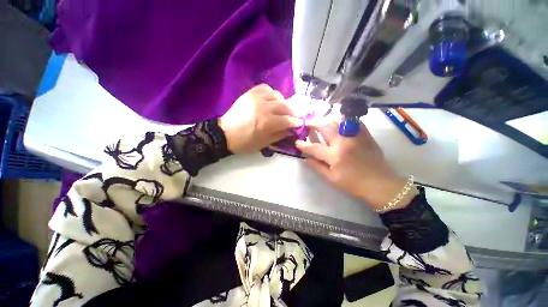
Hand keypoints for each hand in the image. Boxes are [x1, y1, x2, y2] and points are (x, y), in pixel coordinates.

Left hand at [219, 84, 301, 153]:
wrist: (225, 134)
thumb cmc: (245, 142)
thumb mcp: (263, 144)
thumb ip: (279, 135)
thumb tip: (291, 130)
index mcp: (267, 123)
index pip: (287, 120)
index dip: (295, 122)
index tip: (299, 124)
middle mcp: (264, 107)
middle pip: (285, 106)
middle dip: (292, 112)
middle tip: (292, 117)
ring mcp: (257, 98)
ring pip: (277, 95)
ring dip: (283, 103)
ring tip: (282, 109)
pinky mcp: (250, 93)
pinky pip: (266, 88)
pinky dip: (272, 93)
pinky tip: (272, 100)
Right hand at [295, 119, 417, 210]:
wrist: (379, 184)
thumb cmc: (353, 184)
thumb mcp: (331, 179)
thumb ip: (317, 167)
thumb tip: (305, 159)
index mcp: (334, 155)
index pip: (313, 147)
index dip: (303, 145)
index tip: (297, 142)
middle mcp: (343, 142)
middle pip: (325, 127)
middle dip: (313, 124)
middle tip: (308, 124)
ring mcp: (355, 136)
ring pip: (338, 121)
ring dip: (327, 121)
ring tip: (322, 123)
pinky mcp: (365, 135)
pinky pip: (353, 122)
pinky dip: (344, 120)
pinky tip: (339, 123)